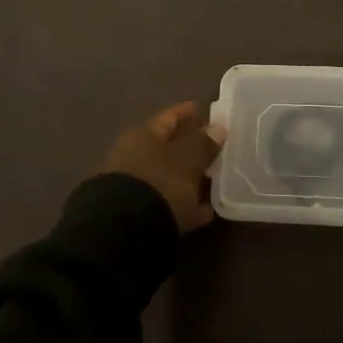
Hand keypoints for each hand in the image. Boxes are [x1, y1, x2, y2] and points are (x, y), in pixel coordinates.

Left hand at [102, 101, 224, 233]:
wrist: (125, 233)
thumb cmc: (159, 182)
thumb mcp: (187, 159)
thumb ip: (203, 144)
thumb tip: (217, 129)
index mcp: (143, 135)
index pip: (169, 117)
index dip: (186, 112)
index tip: (203, 109)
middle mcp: (134, 157)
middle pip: (167, 147)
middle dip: (190, 147)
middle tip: (215, 147)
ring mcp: (134, 187)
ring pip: (168, 176)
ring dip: (189, 178)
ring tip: (215, 179)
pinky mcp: (138, 216)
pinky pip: (169, 203)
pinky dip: (186, 205)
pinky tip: (206, 211)